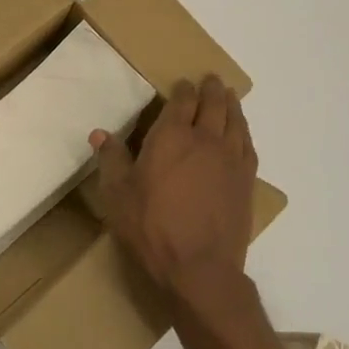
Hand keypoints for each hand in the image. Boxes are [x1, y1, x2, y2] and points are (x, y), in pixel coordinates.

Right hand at [90, 74, 256, 315]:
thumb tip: (99, 133)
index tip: (183, 84)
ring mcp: (230, 159)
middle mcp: (205, 139)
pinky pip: (248, 145)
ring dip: (232, 105)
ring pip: (235, 121)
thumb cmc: (152, 228)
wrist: (200, 268)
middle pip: (213, 104)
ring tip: (230, 96)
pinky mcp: (246, 181)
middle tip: (212, 79)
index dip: (183, 89)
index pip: (182, 101)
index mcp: (172, 137)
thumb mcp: (118, 195)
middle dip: (212, 89)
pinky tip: (242, 133)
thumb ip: (111, 160)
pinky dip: (244, 132)